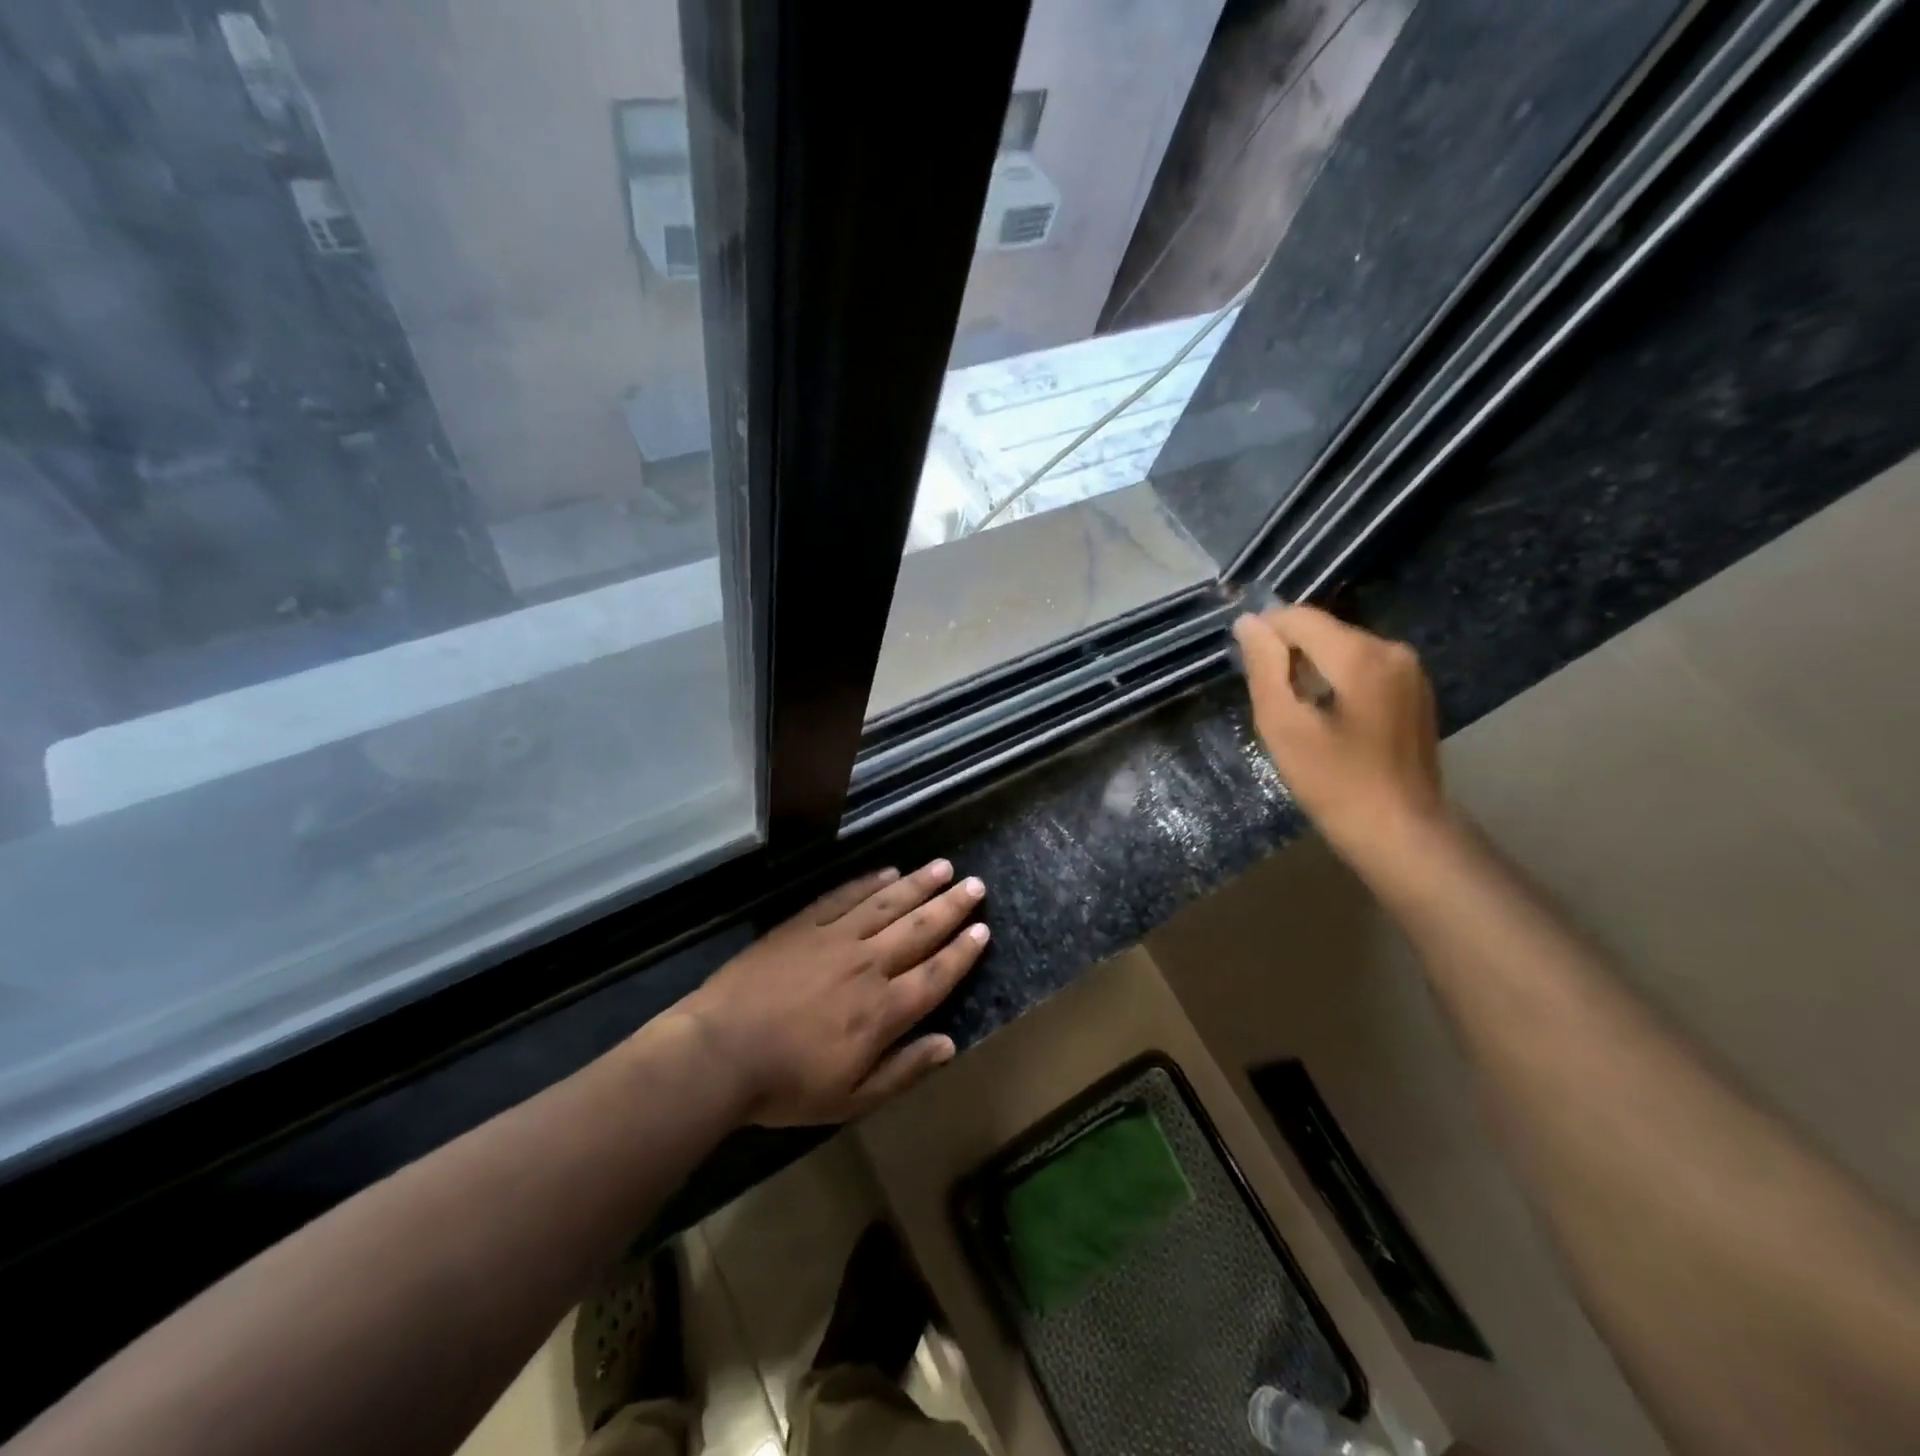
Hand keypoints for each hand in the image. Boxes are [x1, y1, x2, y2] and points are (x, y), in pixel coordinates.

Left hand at [674, 860, 988, 1125]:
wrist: (720, 1052)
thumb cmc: (786, 1085)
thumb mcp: (851, 1099)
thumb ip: (903, 1070)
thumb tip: (948, 1045)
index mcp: (883, 1010)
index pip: (936, 974)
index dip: (962, 952)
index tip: (983, 929)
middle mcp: (868, 964)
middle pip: (919, 929)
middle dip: (950, 906)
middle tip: (974, 884)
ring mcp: (834, 938)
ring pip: (886, 903)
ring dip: (918, 884)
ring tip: (942, 867)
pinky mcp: (803, 924)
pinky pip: (844, 896)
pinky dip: (869, 882)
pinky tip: (887, 871)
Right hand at [1233, 604, 1448, 869]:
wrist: (1400, 831)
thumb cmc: (1333, 782)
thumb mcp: (1283, 725)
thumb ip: (1264, 667)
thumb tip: (1248, 622)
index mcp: (1360, 655)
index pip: (1299, 617)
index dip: (1264, 632)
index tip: (1243, 664)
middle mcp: (1391, 649)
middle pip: (1323, 630)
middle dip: (1288, 652)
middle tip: (1266, 696)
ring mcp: (1409, 670)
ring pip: (1343, 648)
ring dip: (1311, 667)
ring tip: (1293, 709)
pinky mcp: (1415, 690)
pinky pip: (1363, 667)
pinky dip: (1336, 680)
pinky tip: (1325, 716)